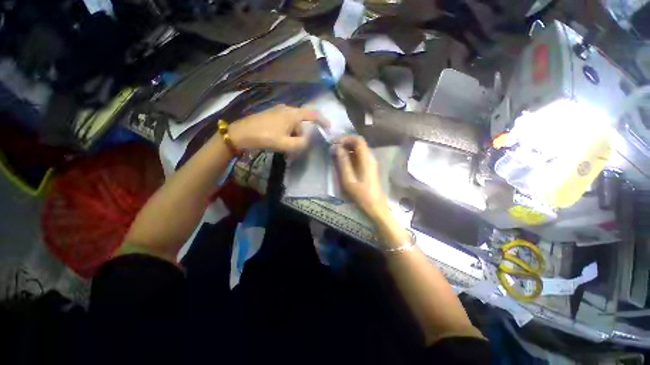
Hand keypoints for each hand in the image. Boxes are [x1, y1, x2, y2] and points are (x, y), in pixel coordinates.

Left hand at [229, 104, 327, 152]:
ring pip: (293, 125)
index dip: (322, 120)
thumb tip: (306, 141)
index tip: (328, 127)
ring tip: (286, 148)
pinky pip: (285, 124)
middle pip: (301, 123)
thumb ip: (300, 144)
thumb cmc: (265, 137)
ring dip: (293, 136)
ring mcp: (278, 111)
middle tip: (296, 149)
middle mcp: (287, 109)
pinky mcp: (272, 115)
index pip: (313, 114)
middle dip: (301, 136)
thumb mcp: (285, 144)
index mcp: (292, 114)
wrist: (241, 133)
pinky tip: (280, 141)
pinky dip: (287, 133)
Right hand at [334, 136, 389, 220]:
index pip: (358, 140)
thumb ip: (343, 163)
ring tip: (336, 153)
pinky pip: (360, 157)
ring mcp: (371, 163)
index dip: (346, 138)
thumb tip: (337, 148)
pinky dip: (351, 155)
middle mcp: (370, 158)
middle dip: (346, 143)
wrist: (375, 206)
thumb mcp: (349, 179)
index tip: (335, 142)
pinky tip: (344, 161)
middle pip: (359, 144)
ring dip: (348, 149)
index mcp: (366, 159)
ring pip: (359, 150)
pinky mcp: (370, 168)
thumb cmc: (361, 194)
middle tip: (334, 147)